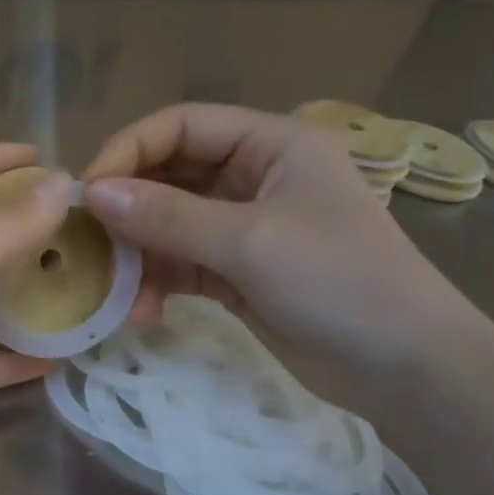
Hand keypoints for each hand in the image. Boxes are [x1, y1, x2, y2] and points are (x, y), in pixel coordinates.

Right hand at [81, 104, 486, 406]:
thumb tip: (93, 194)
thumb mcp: (249, 242)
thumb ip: (167, 216)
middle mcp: (252, 176)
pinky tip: (142, 312)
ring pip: (167, 223)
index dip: (129, 150)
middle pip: (169, 174)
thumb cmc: (339, 281)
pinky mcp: (234, 271)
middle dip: (128, 208)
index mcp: (269, 144)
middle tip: (87, 242)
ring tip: (115, 289)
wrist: (406, 369)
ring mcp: (242, 226)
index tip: (88, 192)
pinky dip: (156, 283)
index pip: (181, 126)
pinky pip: (179, 263)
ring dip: (137, 254)